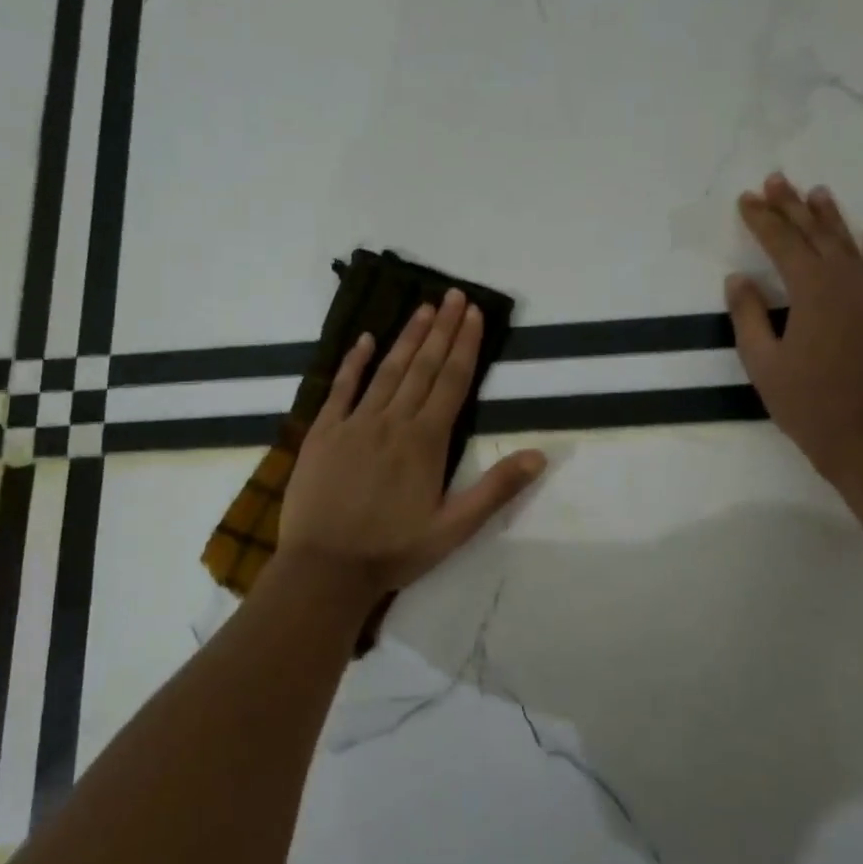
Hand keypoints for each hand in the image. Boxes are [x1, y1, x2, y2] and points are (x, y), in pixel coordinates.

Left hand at [278, 289, 546, 602]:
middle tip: (454, 295)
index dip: (465, 345)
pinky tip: (365, 339)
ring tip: (424, 308)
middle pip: (422, 367)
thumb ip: (496, 490)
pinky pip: (341, 389)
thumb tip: (540, 454)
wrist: (325, 568)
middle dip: (442, 329)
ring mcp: (354, 423)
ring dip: (407, 337)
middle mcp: (392, 422)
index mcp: (425, 442)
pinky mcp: (322, 433)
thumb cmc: (392, 551)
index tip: (474, 313)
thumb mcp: (454, 529)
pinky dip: (354, 363)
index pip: (451, 382)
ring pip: (387, 371)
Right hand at [725, 173, 862, 482]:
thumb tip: (738, 279)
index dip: (762, 220)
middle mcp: (847, 282)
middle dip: (792, 207)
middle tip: (774, 181)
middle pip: (817, 235)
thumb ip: (749, 315)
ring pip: (850, 244)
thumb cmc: (806, 403)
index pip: (783, 244)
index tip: (746, 199)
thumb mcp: (762, 362)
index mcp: (812, 291)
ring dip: (830, 217)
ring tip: (815, 193)